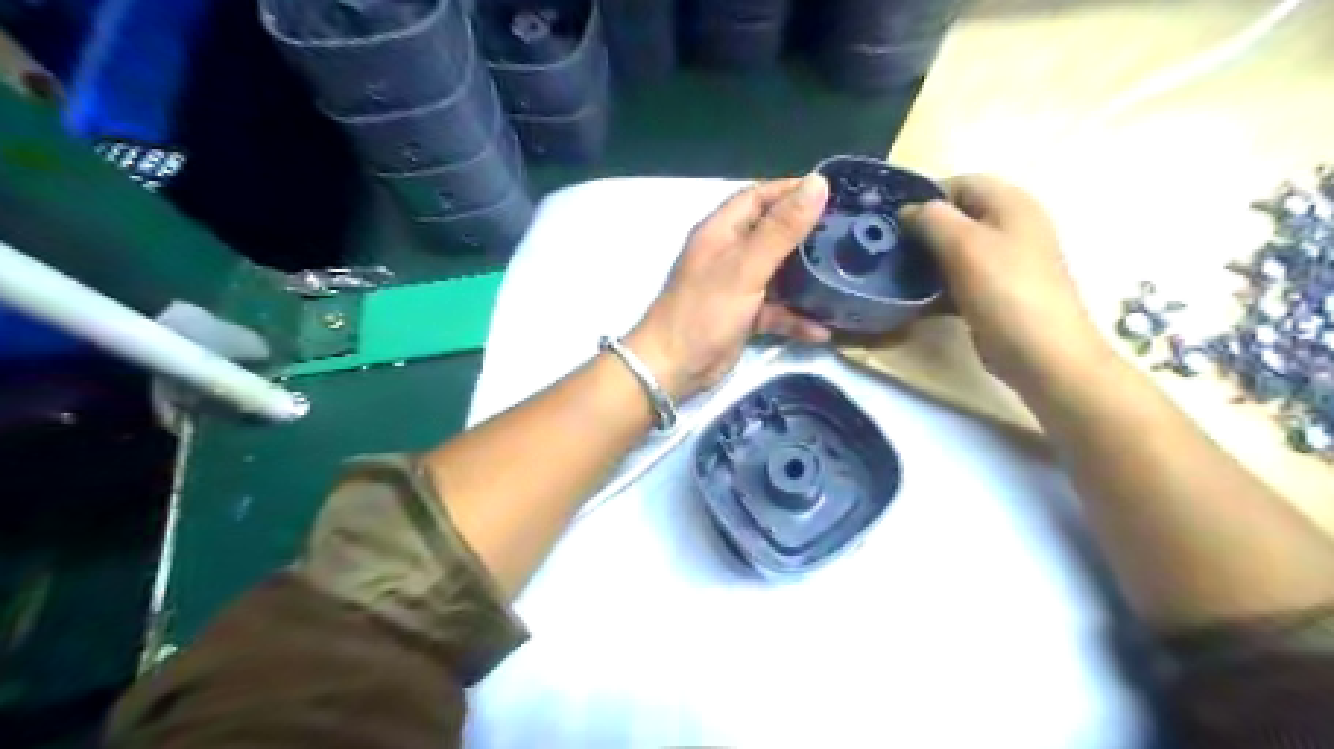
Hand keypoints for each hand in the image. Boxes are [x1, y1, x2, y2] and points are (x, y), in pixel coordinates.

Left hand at [629, 174, 830, 400]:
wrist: (673, 368)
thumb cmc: (705, 311)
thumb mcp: (746, 267)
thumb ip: (781, 228)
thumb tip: (818, 182)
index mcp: (722, 231)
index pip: (759, 197)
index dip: (793, 191)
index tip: (834, 194)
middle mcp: (729, 253)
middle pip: (773, 234)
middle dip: (807, 234)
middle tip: (848, 235)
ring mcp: (737, 286)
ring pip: (779, 274)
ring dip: (807, 279)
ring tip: (846, 276)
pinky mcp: (743, 317)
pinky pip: (776, 310)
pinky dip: (795, 318)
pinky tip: (822, 330)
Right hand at [902, 174, 1112, 396]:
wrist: (1040, 353)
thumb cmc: (1004, 291)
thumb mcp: (965, 245)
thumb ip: (932, 218)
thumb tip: (907, 210)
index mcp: (1010, 204)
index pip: (960, 183)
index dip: (925, 197)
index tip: (893, 222)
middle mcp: (1009, 227)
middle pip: (956, 217)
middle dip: (921, 231)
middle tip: (889, 249)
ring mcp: (1003, 262)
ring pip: (954, 250)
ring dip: (924, 260)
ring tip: (894, 274)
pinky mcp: (993, 293)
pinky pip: (958, 279)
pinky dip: (936, 286)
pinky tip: (913, 300)